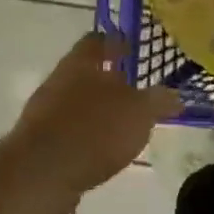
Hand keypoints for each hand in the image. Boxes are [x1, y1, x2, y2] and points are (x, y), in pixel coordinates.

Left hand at [4, 34, 179, 211]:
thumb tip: (174, 96)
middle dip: (109, 81)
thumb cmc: (95, 130)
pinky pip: (69, 131)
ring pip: (77, 102)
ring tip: (123, 125)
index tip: (133, 48)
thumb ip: (158, 101)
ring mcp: (44, 111)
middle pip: (86, 72)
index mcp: (82, 63)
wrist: (41, 173)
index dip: (117, 42)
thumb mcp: (140, 113)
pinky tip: (103, 151)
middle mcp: (59, 80)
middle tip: (135, 91)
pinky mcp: (39, 141)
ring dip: (98, 111)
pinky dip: (86, 136)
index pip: (99, 40)